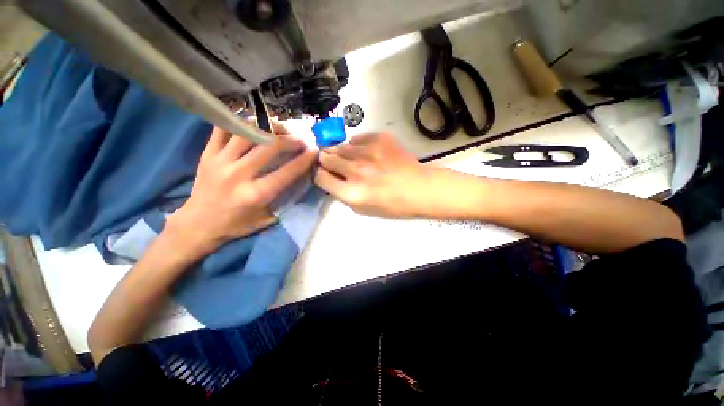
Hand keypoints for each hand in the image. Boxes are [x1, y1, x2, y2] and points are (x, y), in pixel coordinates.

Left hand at [167, 124, 315, 253]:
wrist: (197, 225)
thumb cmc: (235, 225)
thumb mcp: (266, 219)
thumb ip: (284, 200)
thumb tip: (299, 180)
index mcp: (255, 194)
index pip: (287, 172)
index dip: (304, 160)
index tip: (314, 151)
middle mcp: (239, 174)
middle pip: (270, 146)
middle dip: (290, 140)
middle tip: (299, 140)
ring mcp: (221, 161)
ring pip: (248, 132)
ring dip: (268, 127)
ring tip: (278, 130)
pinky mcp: (207, 154)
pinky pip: (223, 129)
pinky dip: (240, 122)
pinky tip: (253, 124)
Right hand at [315, 132, 430, 217]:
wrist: (419, 188)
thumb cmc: (392, 205)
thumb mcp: (363, 209)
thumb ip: (343, 195)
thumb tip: (331, 178)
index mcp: (351, 192)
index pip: (320, 177)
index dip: (320, 174)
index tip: (325, 173)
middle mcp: (356, 171)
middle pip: (326, 158)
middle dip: (326, 160)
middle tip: (333, 161)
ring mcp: (368, 152)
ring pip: (340, 146)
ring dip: (341, 152)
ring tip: (351, 157)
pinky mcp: (379, 139)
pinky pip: (357, 138)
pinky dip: (358, 145)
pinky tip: (366, 152)